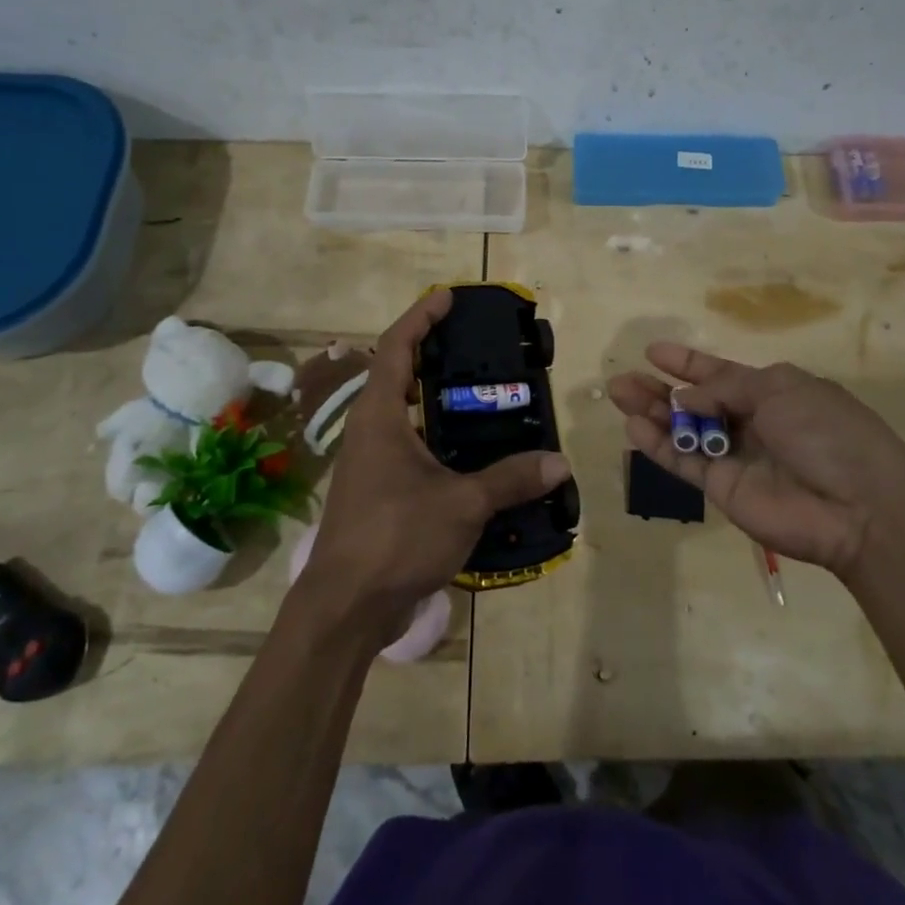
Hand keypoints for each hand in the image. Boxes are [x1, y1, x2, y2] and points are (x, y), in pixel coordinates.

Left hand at [298, 288, 570, 642]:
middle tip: (474, 344)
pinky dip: (437, 434)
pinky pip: (409, 445)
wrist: (346, 607)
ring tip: (480, 391)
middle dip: (430, 352)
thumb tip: (558, 462)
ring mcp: (370, 462)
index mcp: (379, 417)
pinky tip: (470, 451)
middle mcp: (369, 431)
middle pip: (397, 374)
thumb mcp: (461, 504)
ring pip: (403, 413)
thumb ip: (509, 479)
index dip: (420, 317)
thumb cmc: (395, 538)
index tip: (447, 297)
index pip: (396, 348)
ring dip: (434, 396)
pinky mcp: (377, 490)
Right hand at [608, 345, 904, 578]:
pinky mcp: (722, 488)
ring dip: (650, 412)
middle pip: (694, 401)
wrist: (858, 507)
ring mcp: (734, 456)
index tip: (653, 351)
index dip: (687, 363)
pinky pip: (683, 462)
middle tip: (622, 379)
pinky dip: (658, 445)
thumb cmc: (827, 432)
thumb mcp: (780, 389)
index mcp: (771, 392)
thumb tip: (686, 397)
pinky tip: (632, 428)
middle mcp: (750, 422)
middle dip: (659, 389)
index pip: (720, 373)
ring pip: (682, 430)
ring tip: (618, 394)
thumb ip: (727, 387)